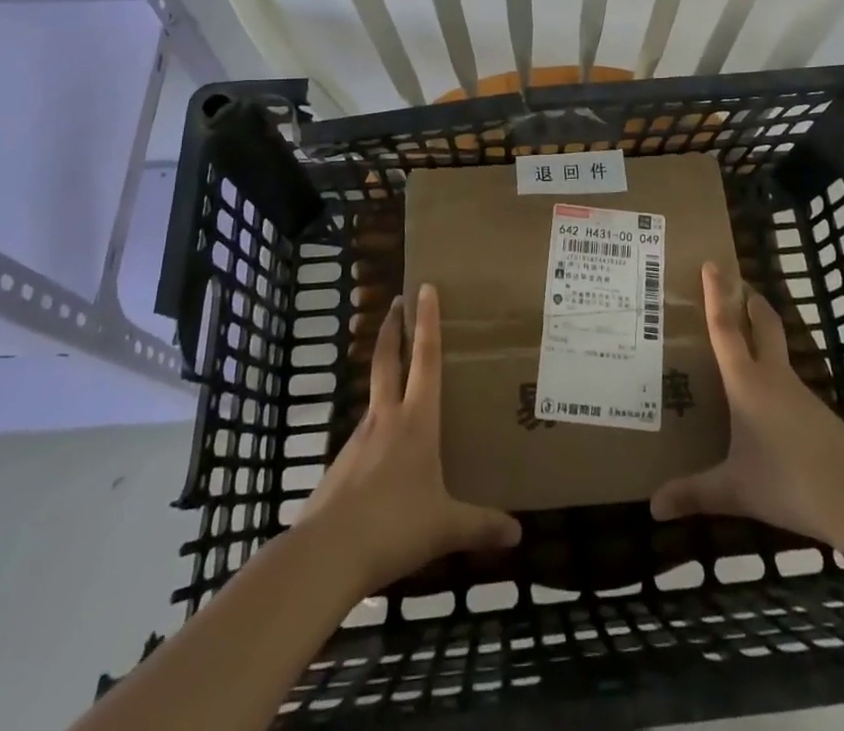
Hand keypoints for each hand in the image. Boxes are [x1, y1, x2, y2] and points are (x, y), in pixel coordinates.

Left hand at [298, 284, 521, 595]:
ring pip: (374, 396)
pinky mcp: (340, 465)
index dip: (427, 322)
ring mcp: (359, 439)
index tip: (424, 288)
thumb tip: (518, 534)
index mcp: (416, 421)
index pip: (425, 358)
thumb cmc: (393, 526)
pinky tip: (384, 454)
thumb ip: (481, 526)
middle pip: (387, 360)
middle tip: (396, 303)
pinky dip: (376, 428)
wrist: (325, 555)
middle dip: (392, 329)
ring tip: (399, 384)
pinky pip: (365, 435)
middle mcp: (386, 418)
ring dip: (384, 377)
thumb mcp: (445, 527)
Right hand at [651, 263, 843, 544]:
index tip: (713, 264)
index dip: (717, 295)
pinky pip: (789, 381)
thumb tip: (653, 507)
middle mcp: (773, 377)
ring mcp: (801, 393)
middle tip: (737, 284)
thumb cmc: (787, 482)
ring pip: (779, 352)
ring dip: (763, 335)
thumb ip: (693, 494)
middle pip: (764, 325)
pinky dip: (774, 372)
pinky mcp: (818, 413)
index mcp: (747, 383)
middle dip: (750, 301)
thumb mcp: (734, 489)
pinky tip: (767, 398)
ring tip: (743, 343)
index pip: (726, 328)